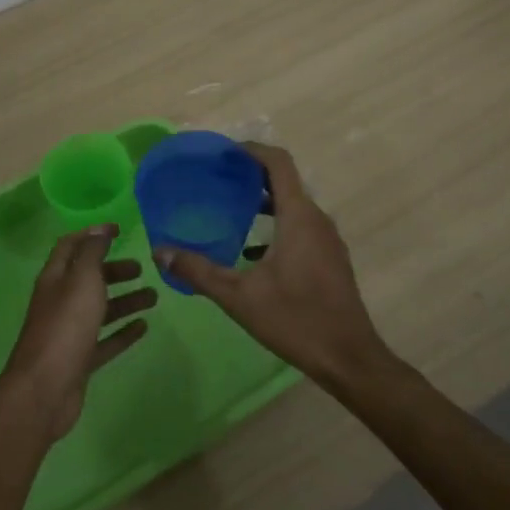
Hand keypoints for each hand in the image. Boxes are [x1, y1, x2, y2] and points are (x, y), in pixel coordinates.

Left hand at [1, 225, 156, 439]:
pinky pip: (105, 340)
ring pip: (100, 309)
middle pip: (88, 278)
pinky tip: (143, 327)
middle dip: (114, 270)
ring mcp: (70, 332)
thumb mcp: (81, 280)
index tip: (119, 229)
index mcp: (55, 279)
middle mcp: (60, 302)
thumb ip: (92, 253)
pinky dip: (123, 332)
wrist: (45, 390)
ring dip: (125, 300)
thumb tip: (99, 230)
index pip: (71, 246)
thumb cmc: (65, 327)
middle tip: (142, 269)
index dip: (93, 234)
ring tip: (154, 297)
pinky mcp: (80, 359)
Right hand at [156, 144, 394, 394]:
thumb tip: (160, 251)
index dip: (251, 150)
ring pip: (293, 206)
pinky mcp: (330, 259)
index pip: (278, 163)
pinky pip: (301, 227)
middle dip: (251, 176)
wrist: (349, 359)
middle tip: (217, 181)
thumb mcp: (239, 297)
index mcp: (299, 217)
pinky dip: (275, 226)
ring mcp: (327, 240)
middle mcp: (317, 220)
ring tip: (229, 211)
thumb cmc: (296, 320)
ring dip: (263, 202)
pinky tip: (251, 252)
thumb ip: (198, 271)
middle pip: (285, 182)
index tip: (223, 153)